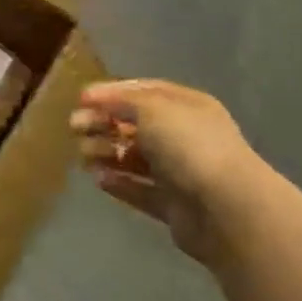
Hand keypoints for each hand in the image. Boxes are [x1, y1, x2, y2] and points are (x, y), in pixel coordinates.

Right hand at [69, 79, 277, 262]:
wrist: (227, 209)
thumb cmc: (188, 146)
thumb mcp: (151, 108)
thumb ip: (119, 101)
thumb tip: (94, 99)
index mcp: (187, 106)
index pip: (143, 92)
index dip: (110, 93)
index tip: (81, 100)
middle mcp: (185, 136)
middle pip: (135, 125)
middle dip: (103, 124)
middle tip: (74, 128)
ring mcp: (181, 172)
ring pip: (135, 158)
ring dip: (106, 153)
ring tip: (84, 156)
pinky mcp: (174, 205)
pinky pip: (140, 190)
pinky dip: (119, 183)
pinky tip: (99, 179)